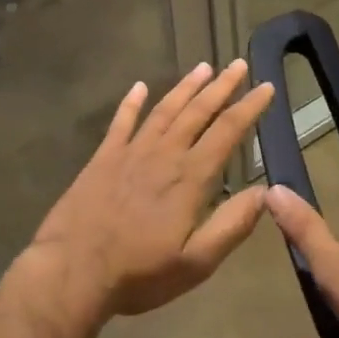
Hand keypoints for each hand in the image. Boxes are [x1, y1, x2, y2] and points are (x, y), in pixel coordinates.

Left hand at [28, 60, 273, 319]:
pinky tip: (139, 87)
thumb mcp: (196, 262)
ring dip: (186, 87)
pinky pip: (121, 123)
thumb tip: (265, 193)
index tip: (267, 86)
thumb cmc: (138, 273)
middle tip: (238, 64)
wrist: (71, 273)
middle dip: (222, 87)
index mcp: (190, 177)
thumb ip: (232, 225)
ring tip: (203, 67)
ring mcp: (131, 152)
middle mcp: (164, 154)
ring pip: (165, 110)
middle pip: (198, 111)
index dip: (249, 107)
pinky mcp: (103, 159)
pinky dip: (131, 103)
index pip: (227, 131)